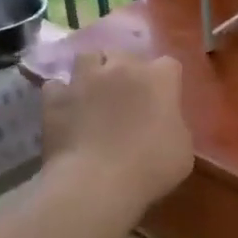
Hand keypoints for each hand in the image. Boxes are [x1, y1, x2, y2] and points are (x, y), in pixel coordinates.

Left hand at [41, 50, 192, 215]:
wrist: (96, 183)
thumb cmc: (150, 168)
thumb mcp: (183, 150)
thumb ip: (175, 125)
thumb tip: (164, 122)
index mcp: (159, 79)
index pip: (168, 65)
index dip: (165, 82)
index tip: (163, 102)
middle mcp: (122, 68)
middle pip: (125, 54)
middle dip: (126, 69)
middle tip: (126, 95)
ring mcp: (85, 79)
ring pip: (87, 57)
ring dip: (92, 71)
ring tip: (93, 91)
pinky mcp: (55, 97)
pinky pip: (57, 86)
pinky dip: (62, 95)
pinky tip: (66, 109)